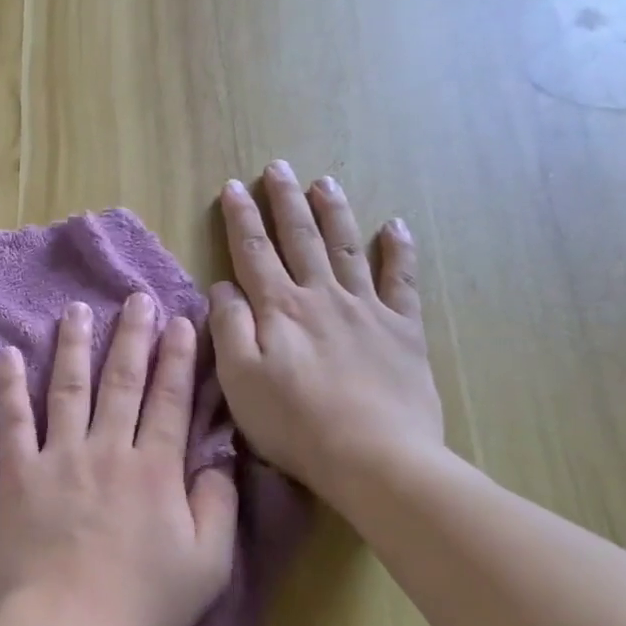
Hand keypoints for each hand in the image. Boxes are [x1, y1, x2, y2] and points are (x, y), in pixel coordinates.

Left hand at [0, 293, 238, 625]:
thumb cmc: (143, 603)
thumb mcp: (208, 564)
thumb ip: (218, 507)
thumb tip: (219, 461)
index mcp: (155, 470)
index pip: (170, 401)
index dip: (179, 359)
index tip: (182, 322)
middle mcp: (107, 449)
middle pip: (122, 382)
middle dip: (133, 336)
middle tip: (137, 299)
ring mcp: (59, 457)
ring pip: (69, 388)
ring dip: (74, 346)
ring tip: (77, 310)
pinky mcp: (19, 473)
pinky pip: (13, 420)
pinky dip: (10, 386)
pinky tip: (7, 354)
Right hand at [209, 161, 444, 504]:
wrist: (375, 457)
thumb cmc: (294, 423)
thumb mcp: (239, 380)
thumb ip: (229, 327)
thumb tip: (222, 288)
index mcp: (279, 308)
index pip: (254, 252)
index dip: (241, 218)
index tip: (232, 187)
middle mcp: (322, 296)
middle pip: (301, 238)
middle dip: (284, 201)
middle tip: (277, 168)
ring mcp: (367, 309)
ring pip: (347, 247)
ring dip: (333, 212)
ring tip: (323, 182)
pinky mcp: (403, 330)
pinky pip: (402, 281)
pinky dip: (398, 251)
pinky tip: (395, 226)